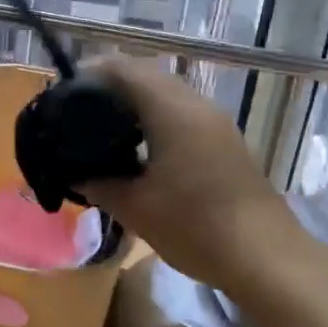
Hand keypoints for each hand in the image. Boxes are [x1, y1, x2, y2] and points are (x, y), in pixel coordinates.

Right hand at [73, 56, 300, 294]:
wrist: (265, 257)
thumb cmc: (196, 227)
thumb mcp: (136, 208)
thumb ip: (99, 184)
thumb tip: (75, 174)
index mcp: (172, 111)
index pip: (125, 69)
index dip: (91, 71)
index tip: (62, 90)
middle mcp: (196, 105)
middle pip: (147, 75)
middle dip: (110, 86)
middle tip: (77, 110)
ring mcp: (216, 122)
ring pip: (167, 94)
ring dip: (135, 102)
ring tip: (103, 128)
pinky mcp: (225, 141)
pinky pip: (183, 113)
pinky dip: (156, 118)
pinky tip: (140, 148)